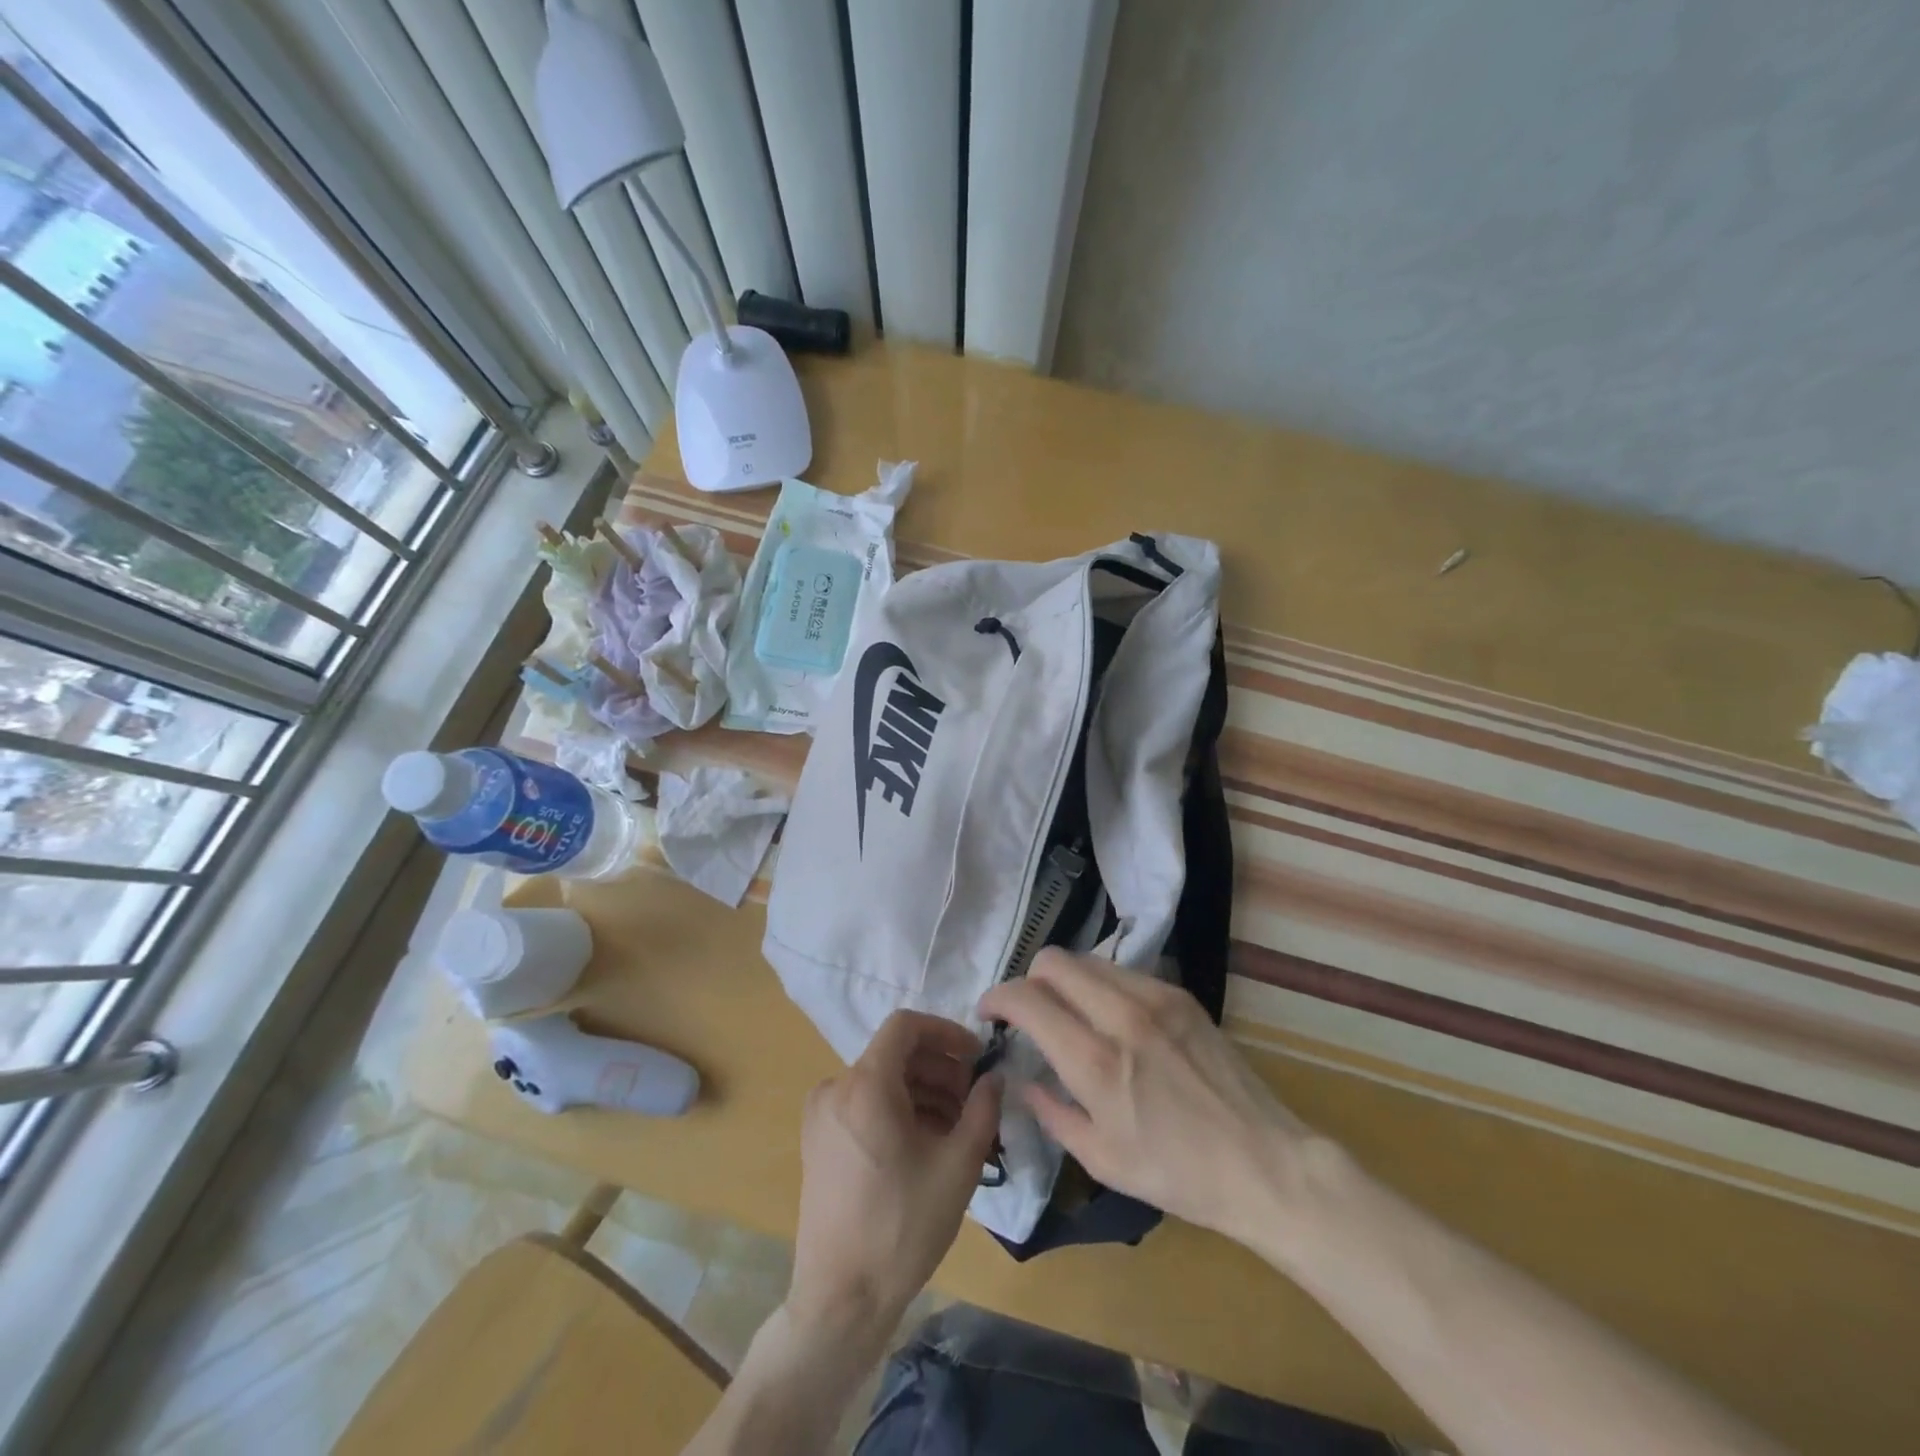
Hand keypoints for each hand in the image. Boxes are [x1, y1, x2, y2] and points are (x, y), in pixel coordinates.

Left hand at [787, 1010, 1000, 1347]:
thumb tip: (994, 1077)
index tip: (976, 1057)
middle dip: (940, 1068)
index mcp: (865, 1084)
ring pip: (882, 1080)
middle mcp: (836, 1088)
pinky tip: (927, 1143)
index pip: (906, 1026)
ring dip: (923, 1091)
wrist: (841, 1299)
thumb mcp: (957, 1166)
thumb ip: (982, 1109)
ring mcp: (822, 1115)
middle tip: (975, 1100)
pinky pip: (865, 1104)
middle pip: (896, 1054)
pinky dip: (899, 1109)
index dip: (945, 1032)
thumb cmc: (902, 1227)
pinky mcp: (819, 1140)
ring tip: (958, 1127)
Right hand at [977, 948, 1312, 1245]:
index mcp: (1096, 1061)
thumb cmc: (1177, 1174)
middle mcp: (1121, 1015)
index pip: (1027, 999)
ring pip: (1088, 960)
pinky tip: (1110, 1018)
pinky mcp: (1180, 995)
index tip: (989, 1014)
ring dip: (1065, 980)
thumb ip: (1051, 1113)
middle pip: (1053, 961)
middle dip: (1028, 980)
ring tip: (1069, 1013)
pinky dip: (1101, 986)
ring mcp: (1155, 998)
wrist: (1263, 1163)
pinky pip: (1123, 971)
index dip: (997, 998)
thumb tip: (1022, 1080)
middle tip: (1029, 1013)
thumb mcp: (1101, 1159)